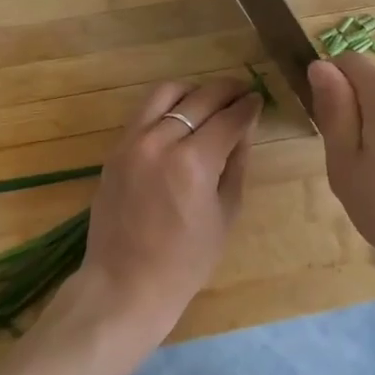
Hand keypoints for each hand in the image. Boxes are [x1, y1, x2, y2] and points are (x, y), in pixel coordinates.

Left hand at [68, 76, 262, 345]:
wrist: (125, 284)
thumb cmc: (185, 261)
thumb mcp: (225, 213)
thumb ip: (236, 163)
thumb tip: (245, 128)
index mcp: (193, 162)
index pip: (228, 118)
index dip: (248, 106)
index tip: (258, 99)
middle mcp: (161, 142)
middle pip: (200, 98)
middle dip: (227, 91)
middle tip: (242, 92)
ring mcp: (133, 142)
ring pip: (166, 93)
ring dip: (194, 90)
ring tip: (210, 100)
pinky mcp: (116, 149)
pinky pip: (144, 111)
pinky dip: (167, 105)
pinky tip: (181, 117)